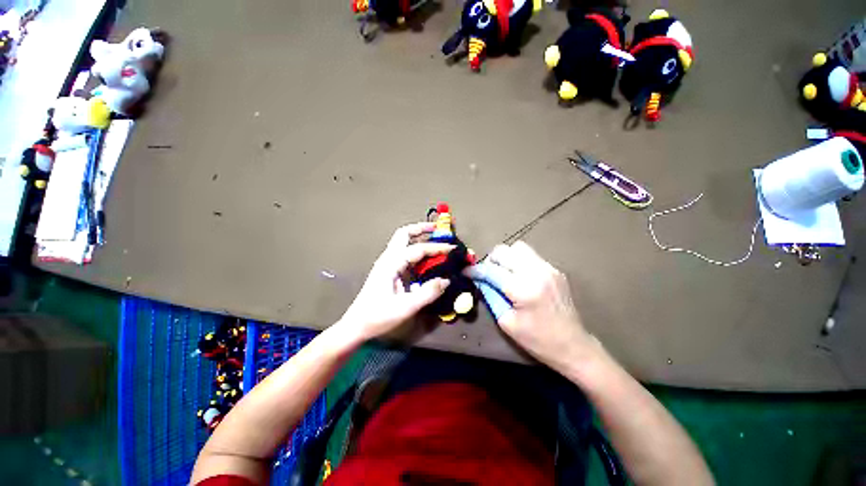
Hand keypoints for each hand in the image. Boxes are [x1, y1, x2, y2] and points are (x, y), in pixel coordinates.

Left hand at [338, 222, 451, 342]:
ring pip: (403, 242)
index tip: (453, 248)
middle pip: (404, 234)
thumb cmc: (378, 316)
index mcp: (391, 264)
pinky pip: (405, 254)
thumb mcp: (406, 307)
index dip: (437, 248)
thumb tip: (446, 280)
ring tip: (435, 239)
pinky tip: (427, 258)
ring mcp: (387, 264)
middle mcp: (388, 259)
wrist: (356, 325)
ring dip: (419, 237)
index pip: (418, 249)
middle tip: (438, 229)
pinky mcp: (389, 271)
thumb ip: (428, 293)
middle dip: (421, 229)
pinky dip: (417, 251)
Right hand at [466, 241, 597, 372]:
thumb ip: (491, 296)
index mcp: (523, 289)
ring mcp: (548, 268)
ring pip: (518, 247)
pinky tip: (519, 276)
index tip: (466, 271)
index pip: (491, 270)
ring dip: (506, 257)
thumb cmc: (537, 340)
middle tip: (487, 274)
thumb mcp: (506, 322)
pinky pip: (530, 255)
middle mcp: (536, 272)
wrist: (574, 346)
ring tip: (503, 272)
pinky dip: (519, 261)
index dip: (475, 270)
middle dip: (490, 260)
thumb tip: (480, 281)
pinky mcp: (555, 269)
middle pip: (504, 251)